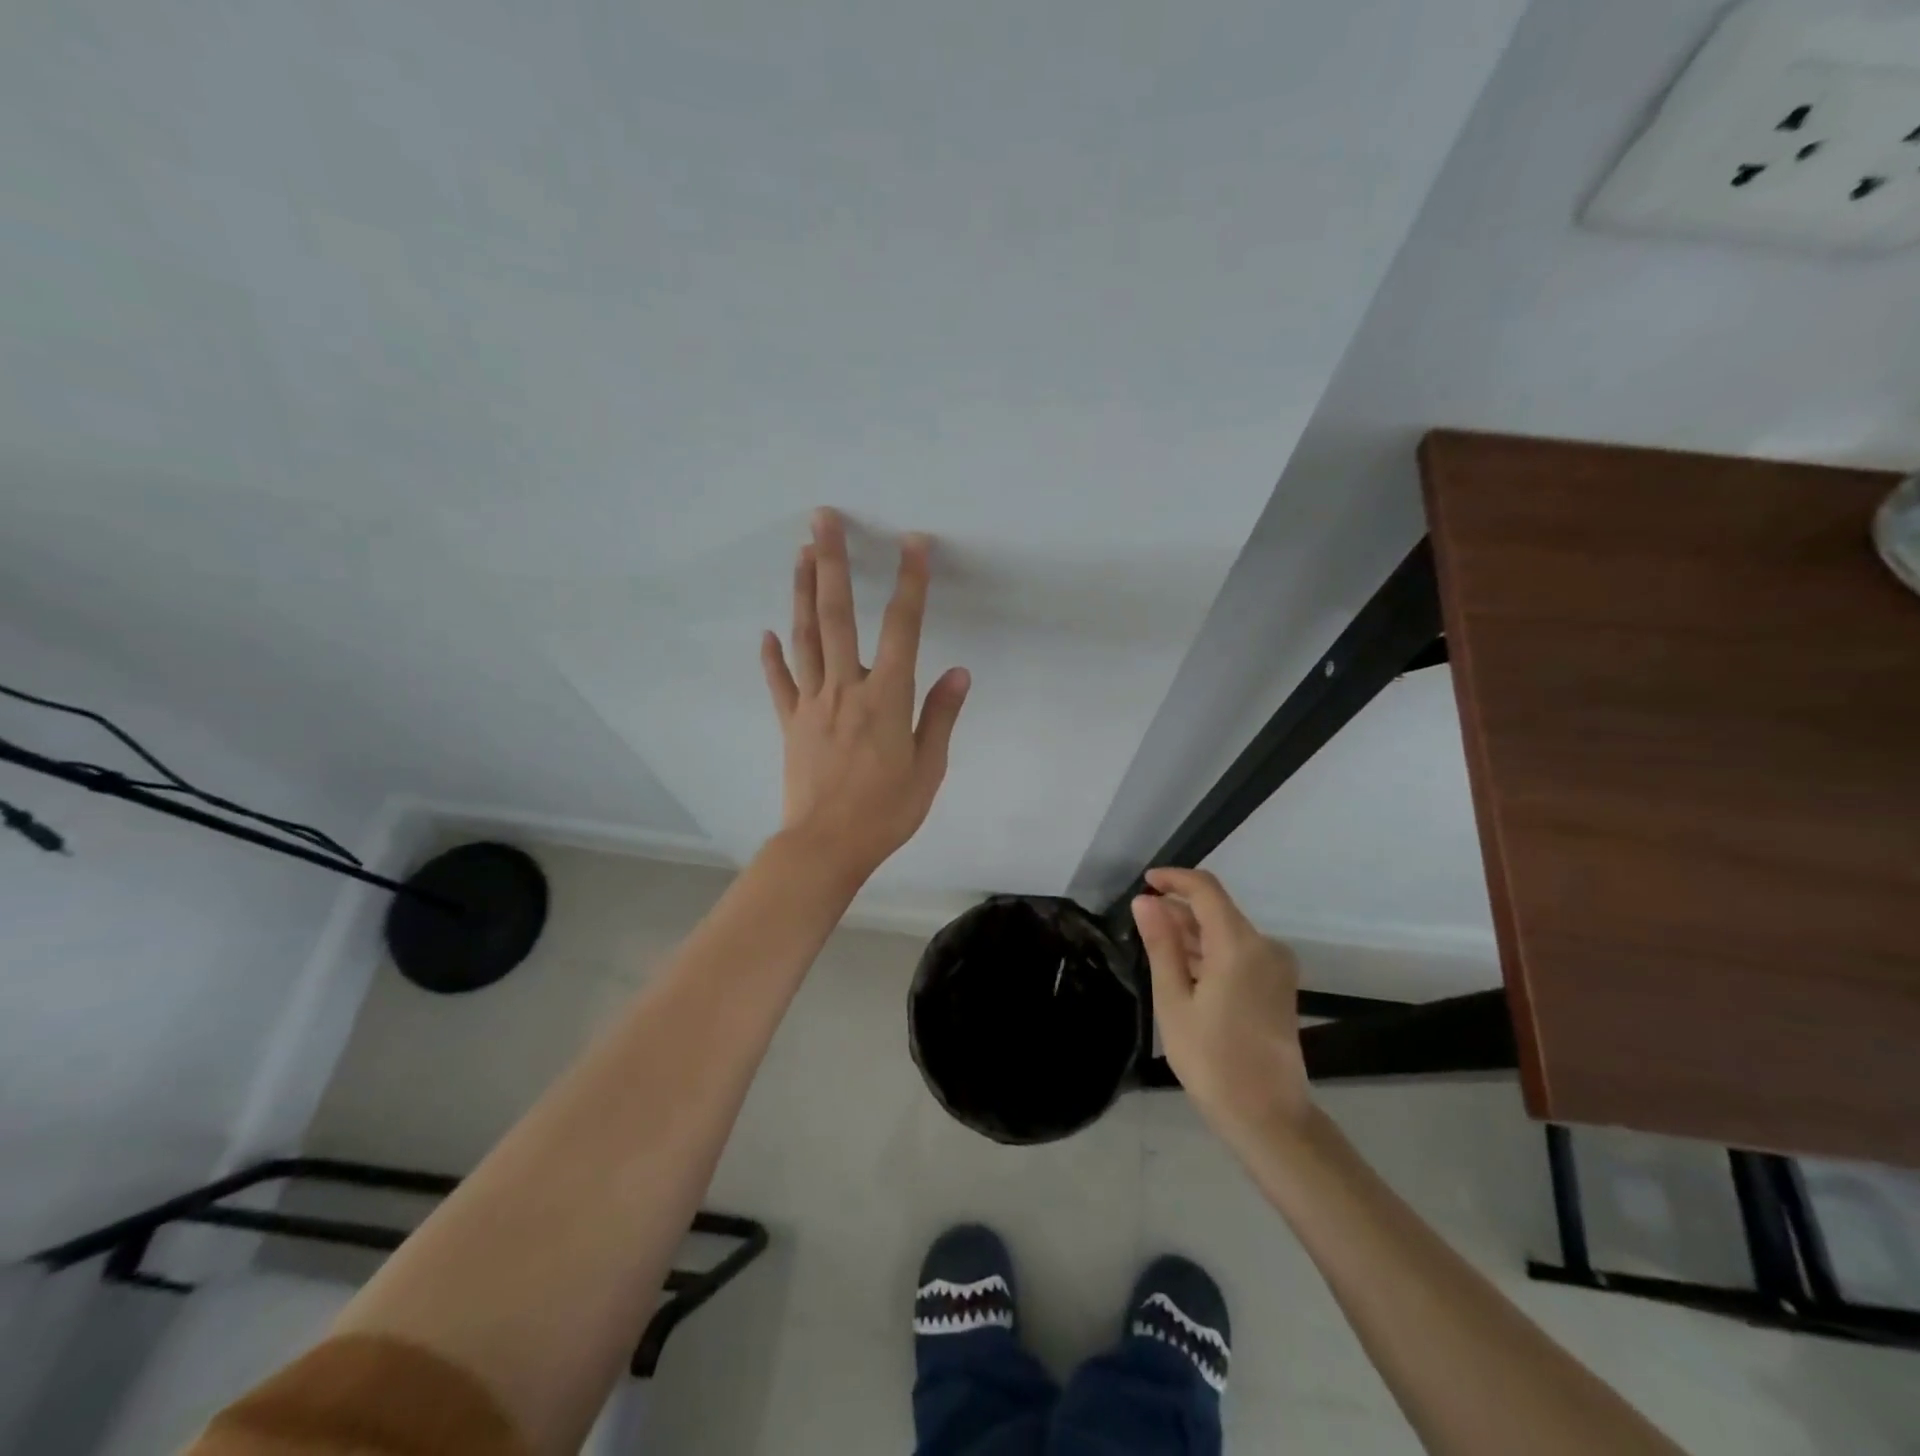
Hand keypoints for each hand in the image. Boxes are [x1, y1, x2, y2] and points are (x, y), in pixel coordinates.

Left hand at [760, 508, 969, 883]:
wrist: (826, 846)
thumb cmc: (886, 812)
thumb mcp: (928, 768)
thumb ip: (940, 716)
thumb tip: (958, 672)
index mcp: (887, 697)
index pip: (902, 627)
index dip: (910, 582)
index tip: (914, 543)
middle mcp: (847, 688)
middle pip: (837, 615)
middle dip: (832, 562)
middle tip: (822, 519)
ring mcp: (812, 703)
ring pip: (805, 637)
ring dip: (802, 591)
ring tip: (799, 552)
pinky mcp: (790, 723)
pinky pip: (779, 682)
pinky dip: (772, 656)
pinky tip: (767, 632)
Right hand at [1133, 868, 1311, 1148]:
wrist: (1267, 1116)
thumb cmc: (1211, 1059)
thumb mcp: (1173, 1001)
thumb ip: (1161, 945)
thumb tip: (1145, 901)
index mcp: (1239, 945)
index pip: (1206, 890)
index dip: (1174, 879)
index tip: (1144, 882)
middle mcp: (1265, 946)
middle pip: (1218, 910)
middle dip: (1179, 909)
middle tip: (1142, 923)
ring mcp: (1276, 967)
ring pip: (1228, 931)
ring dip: (1194, 932)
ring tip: (1157, 947)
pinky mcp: (1278, 985)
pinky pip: (1240, 952)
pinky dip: (1211, 951)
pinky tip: (1185, 968)